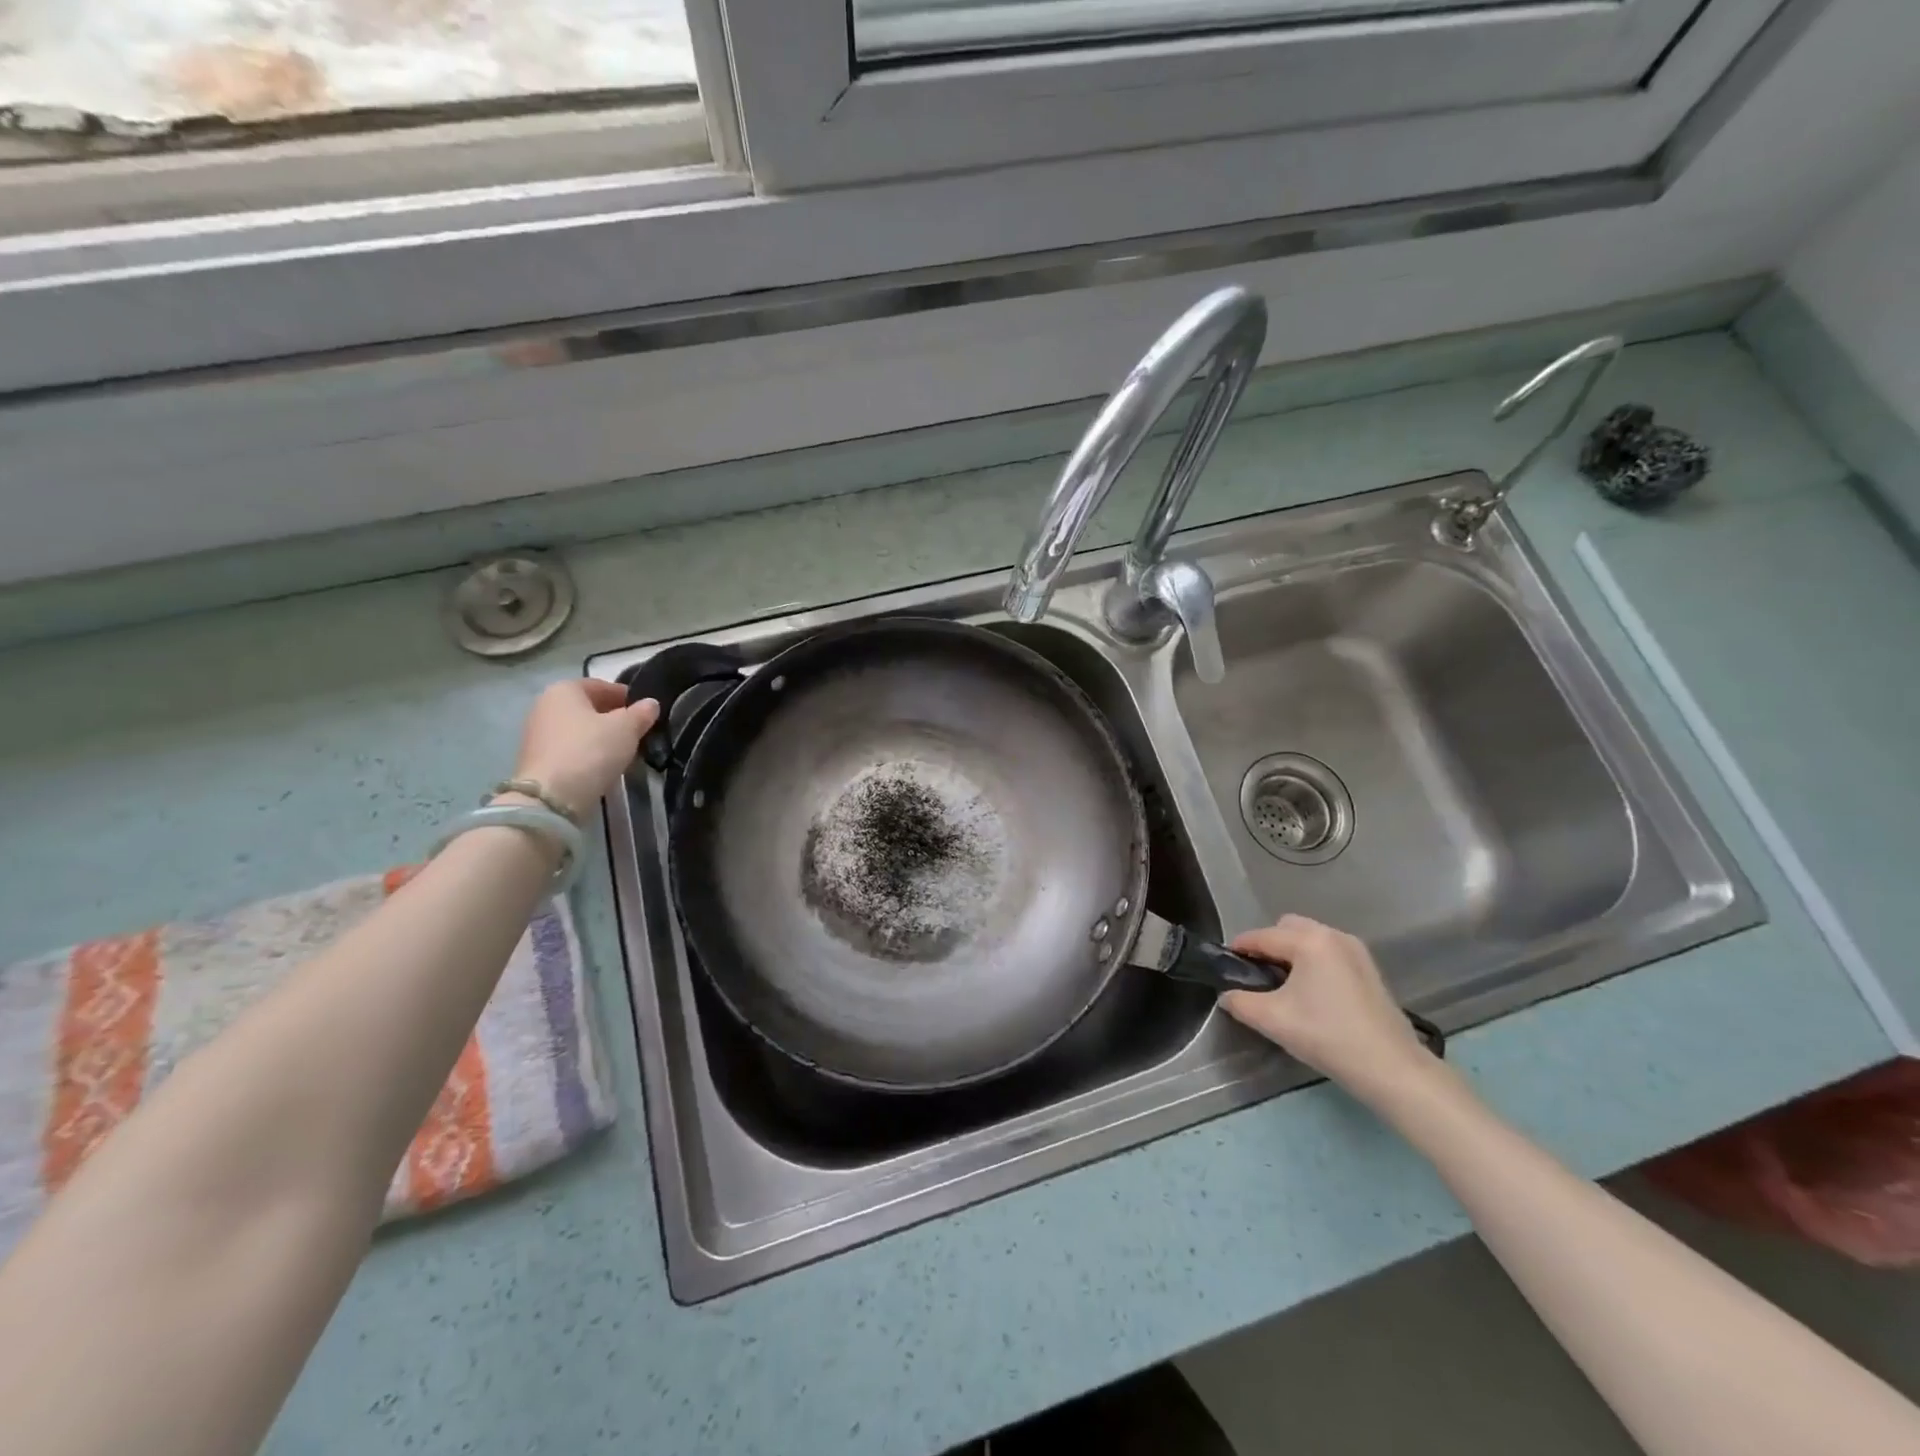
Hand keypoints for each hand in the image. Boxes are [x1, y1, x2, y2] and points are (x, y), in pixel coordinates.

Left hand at [510, 679, 659, 813]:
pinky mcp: (537, 759)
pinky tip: (603, 765)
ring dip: (601, 736)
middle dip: (613, 717)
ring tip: (623, 751)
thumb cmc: (591, 751)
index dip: (627, 696)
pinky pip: (570, 748)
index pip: (602, 685)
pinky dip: (587, 752)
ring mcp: (537, 733)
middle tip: (638, 732)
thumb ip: (641, 713)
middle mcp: (545, 705)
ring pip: (579, 729)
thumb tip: (650, 704)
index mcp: (564, 689)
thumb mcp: (627, 729)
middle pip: (588, 707)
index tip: (646, 712)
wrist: (551, 797)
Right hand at [1219, 915, 1431, 1097]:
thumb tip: (1227, 995)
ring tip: (1284, 987)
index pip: (1261, 936)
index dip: (1238, 950)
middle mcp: (1333, 935)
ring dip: (1291, 954)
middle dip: (1267, 946)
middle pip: (1287, 928)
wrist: (1392, 1069)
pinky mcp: (1369, 969)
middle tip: (1258, 978)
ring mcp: (1356, 950)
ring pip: (1310, 939)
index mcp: (1309, 940)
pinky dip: (1313, 963)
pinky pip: (1329, 952)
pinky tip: (1312, 994)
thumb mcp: (1272, 1020)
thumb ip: (1239, 1002)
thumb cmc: (1327, 1036)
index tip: (1224, 967)